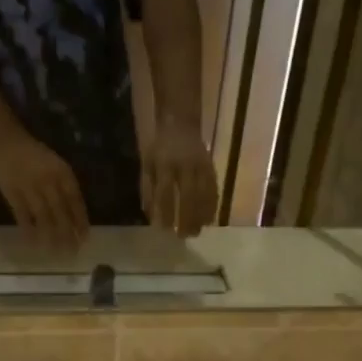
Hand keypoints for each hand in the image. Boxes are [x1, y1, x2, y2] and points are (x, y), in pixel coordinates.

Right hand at [0, 132, 89, 248]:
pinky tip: (34, 243)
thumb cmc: (36, 156)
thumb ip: (67, 187)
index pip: (75, 201)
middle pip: (61, 212)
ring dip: (51, 236)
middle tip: (73, 252)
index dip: (80, 221)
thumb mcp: (57, 165)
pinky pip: (22, 216)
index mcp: (62, 173)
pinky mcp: (13, 194)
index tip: (85, 238)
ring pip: (43, 217)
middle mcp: (48, 181)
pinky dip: (29, 230)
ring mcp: (30, 188)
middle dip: (68, 233)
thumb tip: (77, 216)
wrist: (7, 142)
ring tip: (56, 252)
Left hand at [140, 115, 218, 237]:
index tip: (164, 229)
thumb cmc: (160, 147)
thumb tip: (150, 215)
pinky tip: (209, 220)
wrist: (181, 124)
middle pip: (189, 196)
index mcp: (165, 164)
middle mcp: (185, 165)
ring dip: (201, 216)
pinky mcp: (211, 168)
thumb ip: (147, 189)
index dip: (165, 211)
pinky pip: (214, 190)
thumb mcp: (147, 164)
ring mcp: (201, 166)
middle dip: (187, 218)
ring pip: (204, 194)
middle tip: (184, 237)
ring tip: (197, 232)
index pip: (165, 192)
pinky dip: (212, 206)